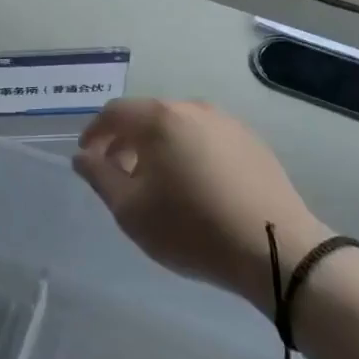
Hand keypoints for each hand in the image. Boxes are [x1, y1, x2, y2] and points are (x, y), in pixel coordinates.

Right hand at [73, 99, 328, 310]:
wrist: (275, 249)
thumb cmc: (191, 228)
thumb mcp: (131, 210)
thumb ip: (99, 177)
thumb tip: (83, 156)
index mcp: (159, 119)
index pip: (114, 113)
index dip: (94, 133)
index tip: (87, 158)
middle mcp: (192, 109)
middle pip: (147, 116)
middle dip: (126, 141)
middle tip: (119, 174)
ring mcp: (226, 122)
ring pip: (178, 127)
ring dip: (158, 147)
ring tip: (157, 183)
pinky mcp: (251, 141)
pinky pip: (206, 138)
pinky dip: (188, 152)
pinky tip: (194, 185)